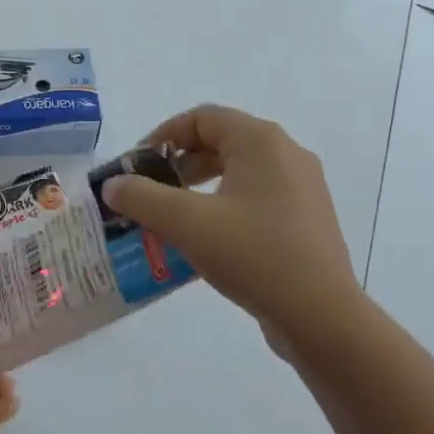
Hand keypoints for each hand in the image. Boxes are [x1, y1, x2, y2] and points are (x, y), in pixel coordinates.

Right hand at [100, 105, 361, 356]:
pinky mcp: (306, 218)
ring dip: (199, 185)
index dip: (162, 136)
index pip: (201, 118)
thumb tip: (113, 185)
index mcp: (261, 141)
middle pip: (220, 141)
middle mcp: (286, 154)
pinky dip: (223, 204)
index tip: (136, 167)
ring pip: (238, 170)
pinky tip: (206, 237)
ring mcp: (302, 187)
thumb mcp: (186, 223)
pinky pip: (255, 196)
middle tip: (150, 191)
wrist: (321, 316)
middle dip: (178, 163)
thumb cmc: (253, 255)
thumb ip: (142, 197)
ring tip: (173, 215)